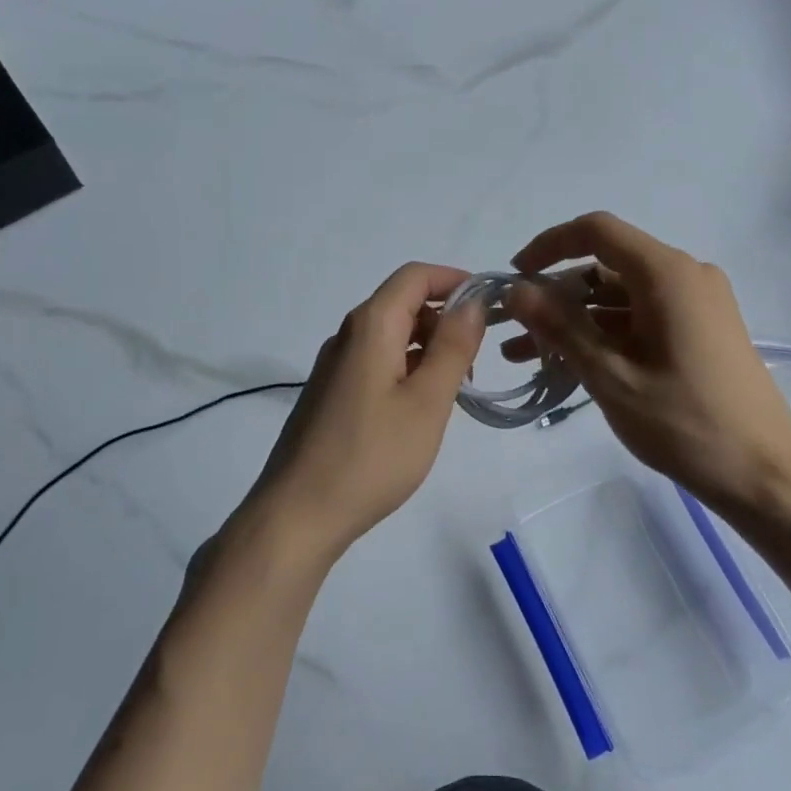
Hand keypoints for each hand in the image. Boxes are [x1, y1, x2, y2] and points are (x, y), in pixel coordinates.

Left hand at [240, 263, 483, 564]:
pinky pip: (376, 363)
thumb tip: (472, 302)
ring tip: (456, 389)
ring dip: (429, 348)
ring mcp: (334, 367)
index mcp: (370, 326)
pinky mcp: (330, 395)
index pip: (415, 276)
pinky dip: (407, 369)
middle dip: (445, 319)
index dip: (455, 279)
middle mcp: (347, 336)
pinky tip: (421, 408)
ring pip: (390, 336)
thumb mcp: (427, 402)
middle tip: (477, 361)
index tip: (491, 305)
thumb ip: (453, 347)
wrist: (299, 514)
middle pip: (402, 303)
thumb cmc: (372, 456)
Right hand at [504, 213, 790, 516]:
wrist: (763, 472)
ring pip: (620, 297)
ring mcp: (696, 304)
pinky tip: (568, 364)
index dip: (548, 246)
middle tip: (513, 329)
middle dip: (555, 294)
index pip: (597, 231)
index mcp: (667, 274)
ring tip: (524, 355)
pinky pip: (640, 318)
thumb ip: (561, 327)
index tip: (513, 276)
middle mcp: (685, 276)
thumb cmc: (685, 423)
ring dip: (574, 320)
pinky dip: (603, 335)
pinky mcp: (700, 330)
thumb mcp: (611, 376)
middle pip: (606, 266)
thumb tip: (516, 290)